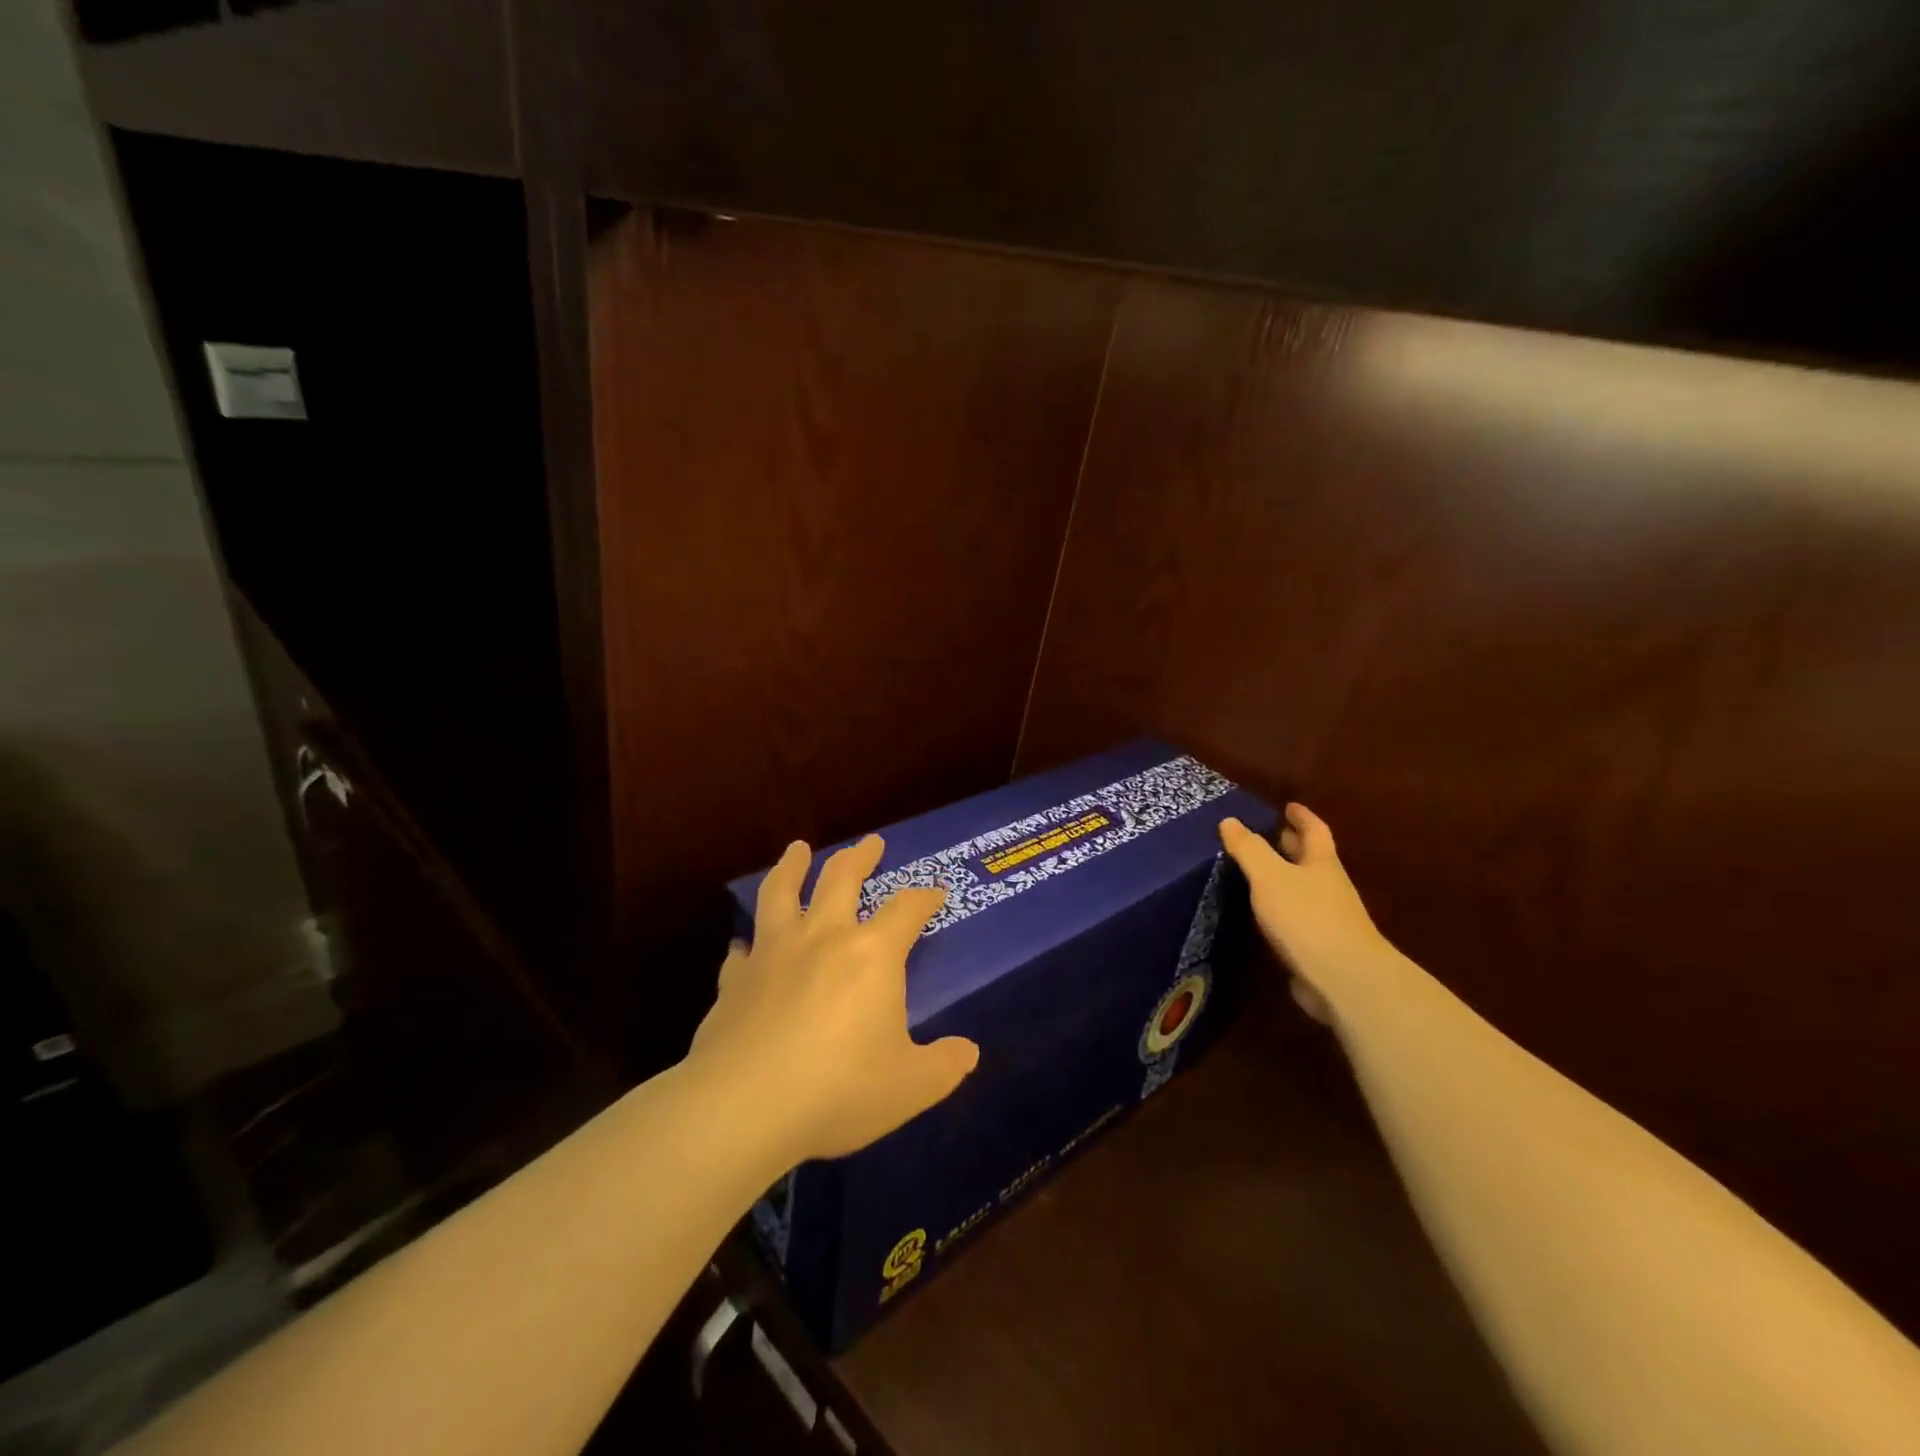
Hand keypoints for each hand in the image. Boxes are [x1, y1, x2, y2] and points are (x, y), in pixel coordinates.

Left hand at [688, 835, 979, 1163]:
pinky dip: (749, 943)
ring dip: (792, 866)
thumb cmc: (839, 1091)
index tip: (936, 892)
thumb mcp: (910, 1087)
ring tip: (797, 849)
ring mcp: (772, 954)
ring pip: (782, 892)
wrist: (743, 1109)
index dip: (925, 897)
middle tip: (871, 841)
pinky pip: (742, 951)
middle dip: (860, 857)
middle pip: (842, 879)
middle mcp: (822, 938)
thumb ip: (943, 1066)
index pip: (907, 909)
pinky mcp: (733, 982)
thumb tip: (967, 1052)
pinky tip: (745, 946)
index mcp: (871, 954)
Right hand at [1220, 804, 1388, 1021]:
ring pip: (1305, 890)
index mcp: (1322, 864)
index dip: (1302, 817)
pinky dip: (1283, 910)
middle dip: (1293, 846)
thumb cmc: (1306, 917)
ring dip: (1286, 879)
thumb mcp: (1270, 877)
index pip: (1314, 831)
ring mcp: (1329, 920)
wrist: (1344, 979)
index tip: (1289, 806)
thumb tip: (1229, 820)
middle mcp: (1329, 888)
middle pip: (1313, 860)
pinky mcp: (1321, 948)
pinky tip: (1264, 916)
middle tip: (1272, 835)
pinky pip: (1299, 919)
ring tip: (1258, 874)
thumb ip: (1249, 849)